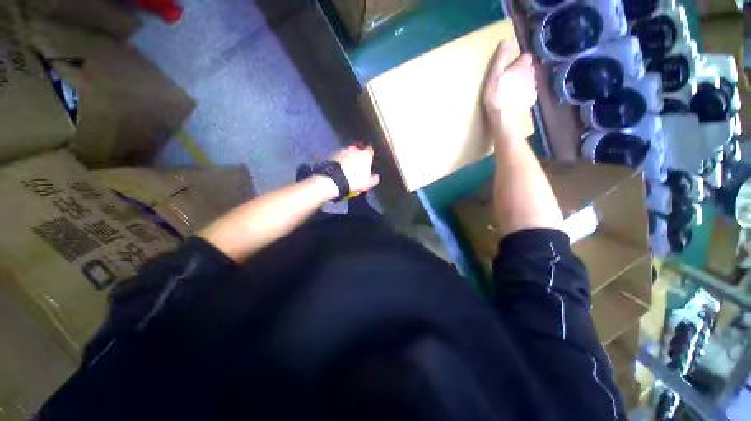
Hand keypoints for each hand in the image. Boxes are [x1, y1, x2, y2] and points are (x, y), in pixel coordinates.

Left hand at [333, 145, 380, 192]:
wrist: (333, 180)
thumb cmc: (354, 181)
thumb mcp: (368, 183)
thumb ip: (374, 179)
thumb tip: (376, 177)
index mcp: (365, 155)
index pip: (370, 151)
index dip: (369, 156)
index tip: (369, 162)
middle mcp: (355, 149)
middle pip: (358, 150)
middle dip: (358, 156)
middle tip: (357, 166)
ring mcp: (342, 150)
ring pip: (348, 153)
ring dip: (348, 158)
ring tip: (347, 168)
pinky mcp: (332, 154)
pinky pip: (339, 157)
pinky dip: (340, 161)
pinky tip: (339, 169)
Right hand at [483, 42, 536, 142]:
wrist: (504, 117)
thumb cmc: (496, 95)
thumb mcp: (494, 75)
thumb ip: (501, 58)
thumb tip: (506, 41)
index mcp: (522, 67)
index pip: (526, 56)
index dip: (519, 59)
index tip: (511, 65)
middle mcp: (531, 75)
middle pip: (529, 68)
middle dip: (522, 71)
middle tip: (510, 78)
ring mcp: (533, 88)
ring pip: (530, 80)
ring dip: (524, 82)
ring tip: (512, 90)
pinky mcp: (531, 100)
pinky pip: (529, 93)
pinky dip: (524, 94)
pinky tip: (516, 99)